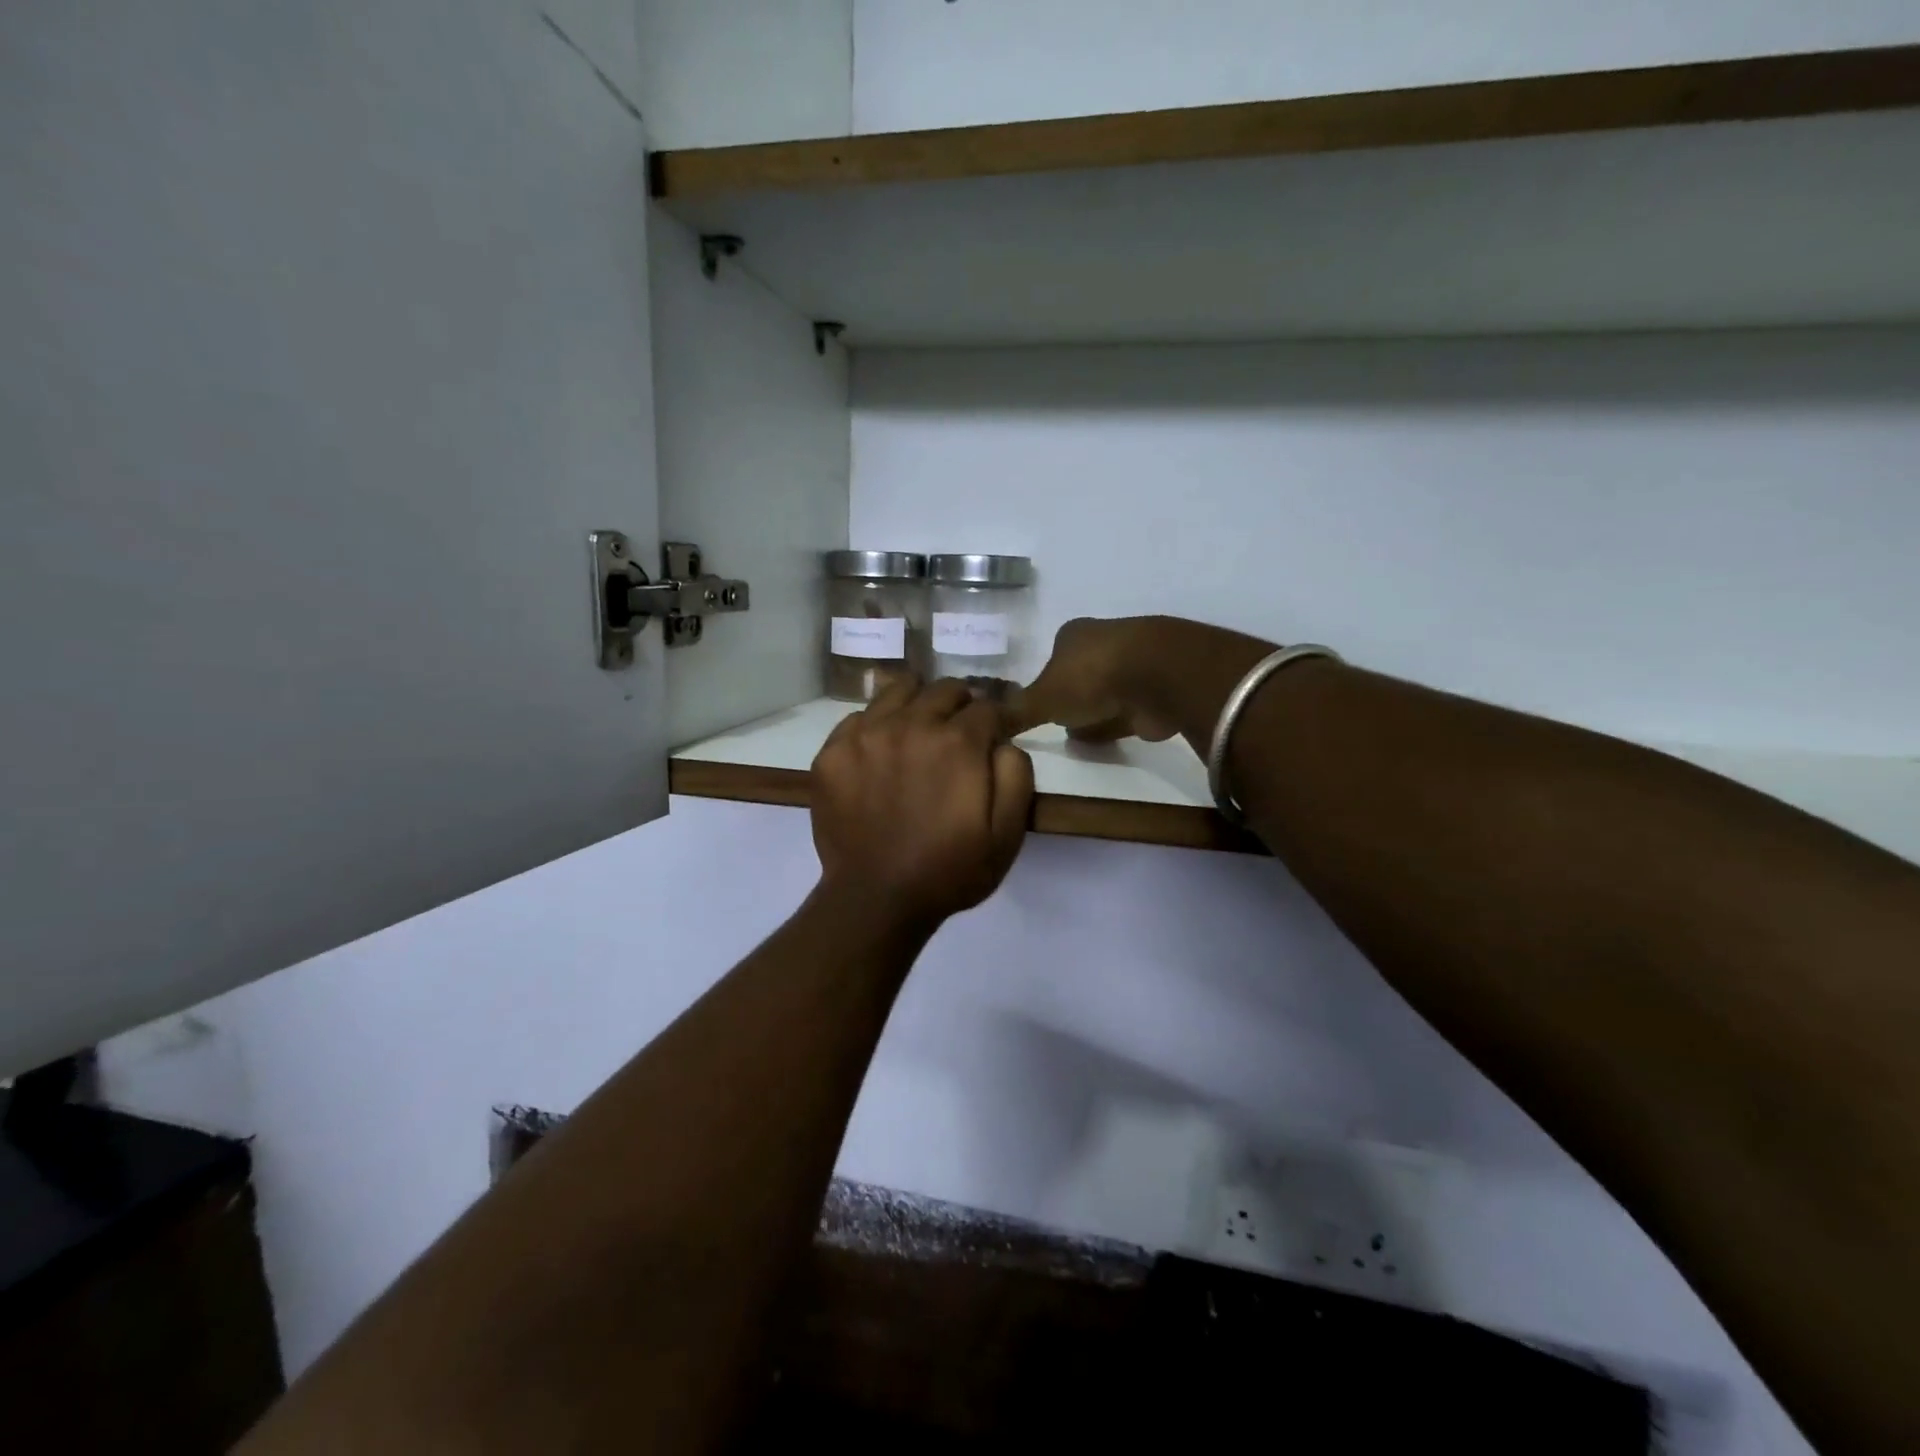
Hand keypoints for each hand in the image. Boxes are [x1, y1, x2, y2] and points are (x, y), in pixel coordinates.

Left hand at [811, 676, 1034, 929]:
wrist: (876, 899)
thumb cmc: (949, 870)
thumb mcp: (1007, 835)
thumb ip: (1016, 776)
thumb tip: (1003, 741)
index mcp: (957, 742)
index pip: (986, 706)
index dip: (996, 719)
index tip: (995, 734)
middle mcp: (910, 724)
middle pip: (943, 690)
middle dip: (960, 706)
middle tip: (959, 733)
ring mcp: (866, 735)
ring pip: (899, 689)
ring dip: (917, 703)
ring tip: (919, 731)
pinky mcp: (833, 752)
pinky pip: (859, 716)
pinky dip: (877, 726)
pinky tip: (881, 753)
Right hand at [1007, 617, 1178, 742]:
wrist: (1157, 676)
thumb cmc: (1090, 678)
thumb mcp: (1041, 699)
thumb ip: (1015, 712)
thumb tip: (985, 722)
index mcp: (1073, 636)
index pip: (1053, 658)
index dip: (1045, 682)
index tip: (1039, 706)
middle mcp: (1104, 643)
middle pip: (1080, 674)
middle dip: (1072, 697)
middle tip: (1058, 724)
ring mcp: (1134, 665)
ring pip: (1106, 693)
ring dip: (1095, 713)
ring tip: (1078, 738)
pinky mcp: (1157, 691)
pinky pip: (1129, 711)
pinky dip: (1116, 724)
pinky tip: (1105, 740)